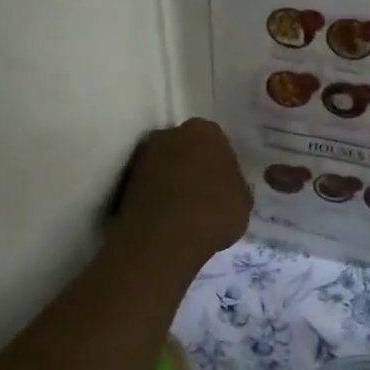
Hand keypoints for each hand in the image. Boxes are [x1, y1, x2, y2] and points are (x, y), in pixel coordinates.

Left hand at [111, 118, 250, 270]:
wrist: (164, 238)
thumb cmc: (214, 212)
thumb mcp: (244, 201)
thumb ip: (236, 184)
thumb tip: (227, 186)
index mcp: (205, 131)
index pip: (216, 140)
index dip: (220, 162)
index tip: (223, 183)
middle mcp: (171, 133)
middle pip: (186, 147)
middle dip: (193, 164)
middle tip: (203, 192)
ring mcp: (144, 155)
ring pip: (165, 164)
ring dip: (173, 179)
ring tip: (183, 208)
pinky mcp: (125, 180)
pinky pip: (149, 183)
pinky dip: (156, 195)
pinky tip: (167, 216)